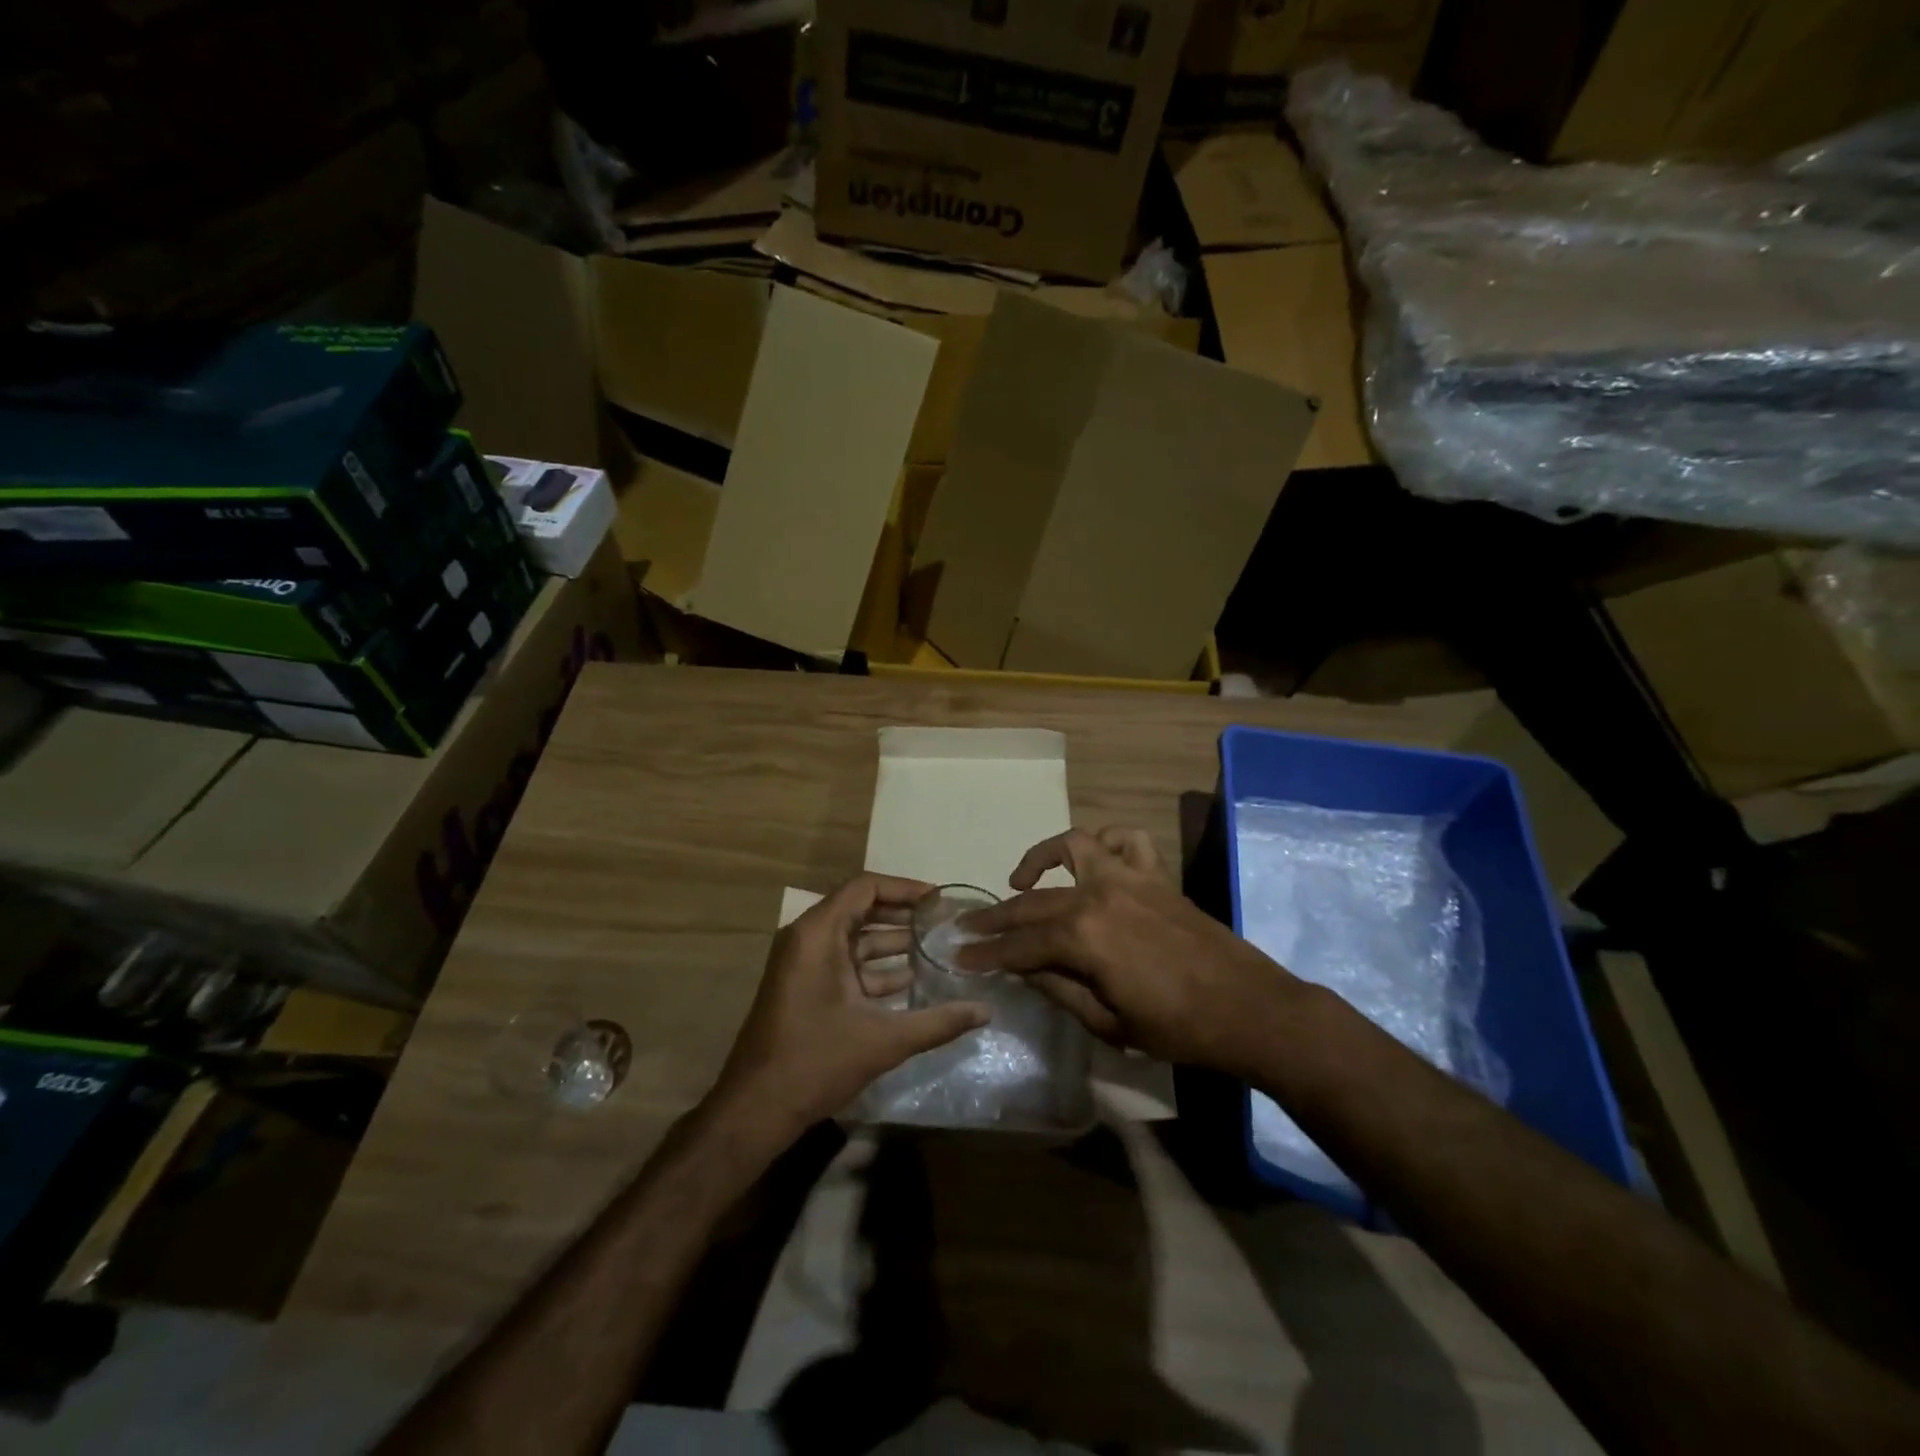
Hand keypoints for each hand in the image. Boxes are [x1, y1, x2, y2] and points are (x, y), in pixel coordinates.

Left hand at [712, 873, 989, 1138]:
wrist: (755, 1109)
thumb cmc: (816, 1061)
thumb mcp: (883, 1040)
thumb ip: (938, 1022)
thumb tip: (985, 1011)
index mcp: (818, 934)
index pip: (865, 888)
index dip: (904, 888)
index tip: (939, 900)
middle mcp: (807, 939)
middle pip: (860, 909)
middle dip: (903, 915)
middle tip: (943, 923)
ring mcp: (802, 964)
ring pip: (853, 939)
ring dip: (892, 942)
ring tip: (935, 949)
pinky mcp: (804, 987)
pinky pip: (844, 963)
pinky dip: (874, 968)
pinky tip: (910, 982)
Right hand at [957, 828, 1301, 1077]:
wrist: (1249, 1009)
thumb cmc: (1177, 1028)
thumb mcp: (1108, 1024)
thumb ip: (1059, 989)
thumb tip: (1023, 969)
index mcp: (1083, 937)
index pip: (1020, 944)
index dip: (987, 953)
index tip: (958, 957)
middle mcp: (1098, 894)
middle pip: (1035, 901)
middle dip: (998, 916)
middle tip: (970, 927)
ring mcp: (1128, 878)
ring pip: (1073, 847)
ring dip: (1042, 857)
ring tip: (1023, 879)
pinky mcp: (1155, 875)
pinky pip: (1127, 841)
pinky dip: (1106, 843)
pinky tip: (1095, 860)